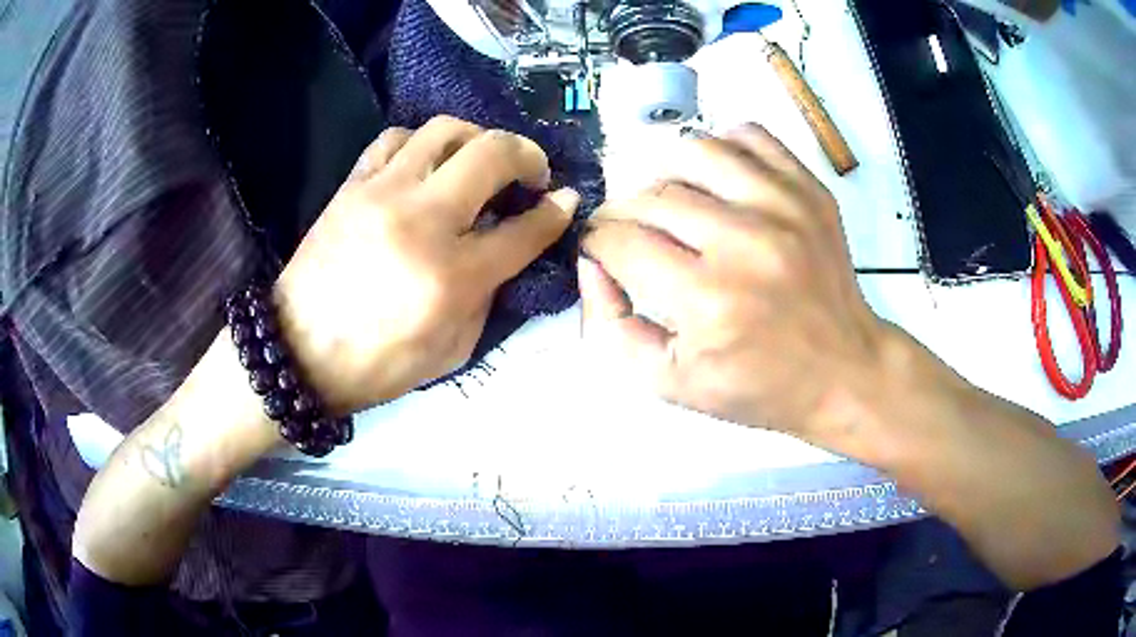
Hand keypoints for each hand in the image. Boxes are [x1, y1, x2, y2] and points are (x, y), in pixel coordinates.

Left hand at [274, 116, 578, 413]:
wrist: (299, 352)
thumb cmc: (379, 364)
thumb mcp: (453, 350)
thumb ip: (489, 293)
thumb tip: (510, 246)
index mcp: (453, 277)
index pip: (525, 229)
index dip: (556, 211)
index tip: (566, 200)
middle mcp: (423, 221)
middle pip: (493, 154)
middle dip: (528, 155)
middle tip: (531, 173)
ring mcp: (383, 194)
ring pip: (446, 129)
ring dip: (477, 138)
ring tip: (479, 162)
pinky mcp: (352, 185)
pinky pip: (396, 138)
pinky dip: (424, 143)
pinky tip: (427, 164)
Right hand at [579, 124, 885, 444]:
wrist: (844, 371)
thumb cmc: (759, 387)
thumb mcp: (669, 382)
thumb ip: (612, 326)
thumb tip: (592, 263)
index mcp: (706, 300)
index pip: (621, 241)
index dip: (597, 242)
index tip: (601, 250)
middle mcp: (744, 242)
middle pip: (651, 196)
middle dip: (623, 213)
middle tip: (630, 233)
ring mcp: (783, 206)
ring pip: (694, 152)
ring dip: (666, 175)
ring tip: (671, 203)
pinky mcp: (808, 190)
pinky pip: (749, 136)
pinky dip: (721, 148)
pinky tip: (718, 180)